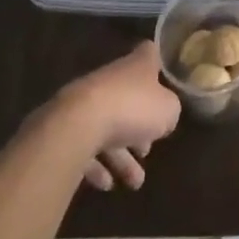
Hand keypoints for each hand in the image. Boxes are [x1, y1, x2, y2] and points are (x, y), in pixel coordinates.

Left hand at [54, 42, 181, 191]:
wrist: (79, 125)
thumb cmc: (132, 108)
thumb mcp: (168, 110)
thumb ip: (170, 110)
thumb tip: (165, 116)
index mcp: (136, 67)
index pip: (148, 54)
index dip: (157, 62)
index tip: (162, 75)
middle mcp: (111, 80)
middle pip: (129, 99)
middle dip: (139, 127)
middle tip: (148, 150)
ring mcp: (87, 103)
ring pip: (108, 128)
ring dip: (122, 157)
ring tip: (134, 183)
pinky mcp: (68, 128)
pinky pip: (86, 147)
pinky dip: (97, 166)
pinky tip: (107, 184)